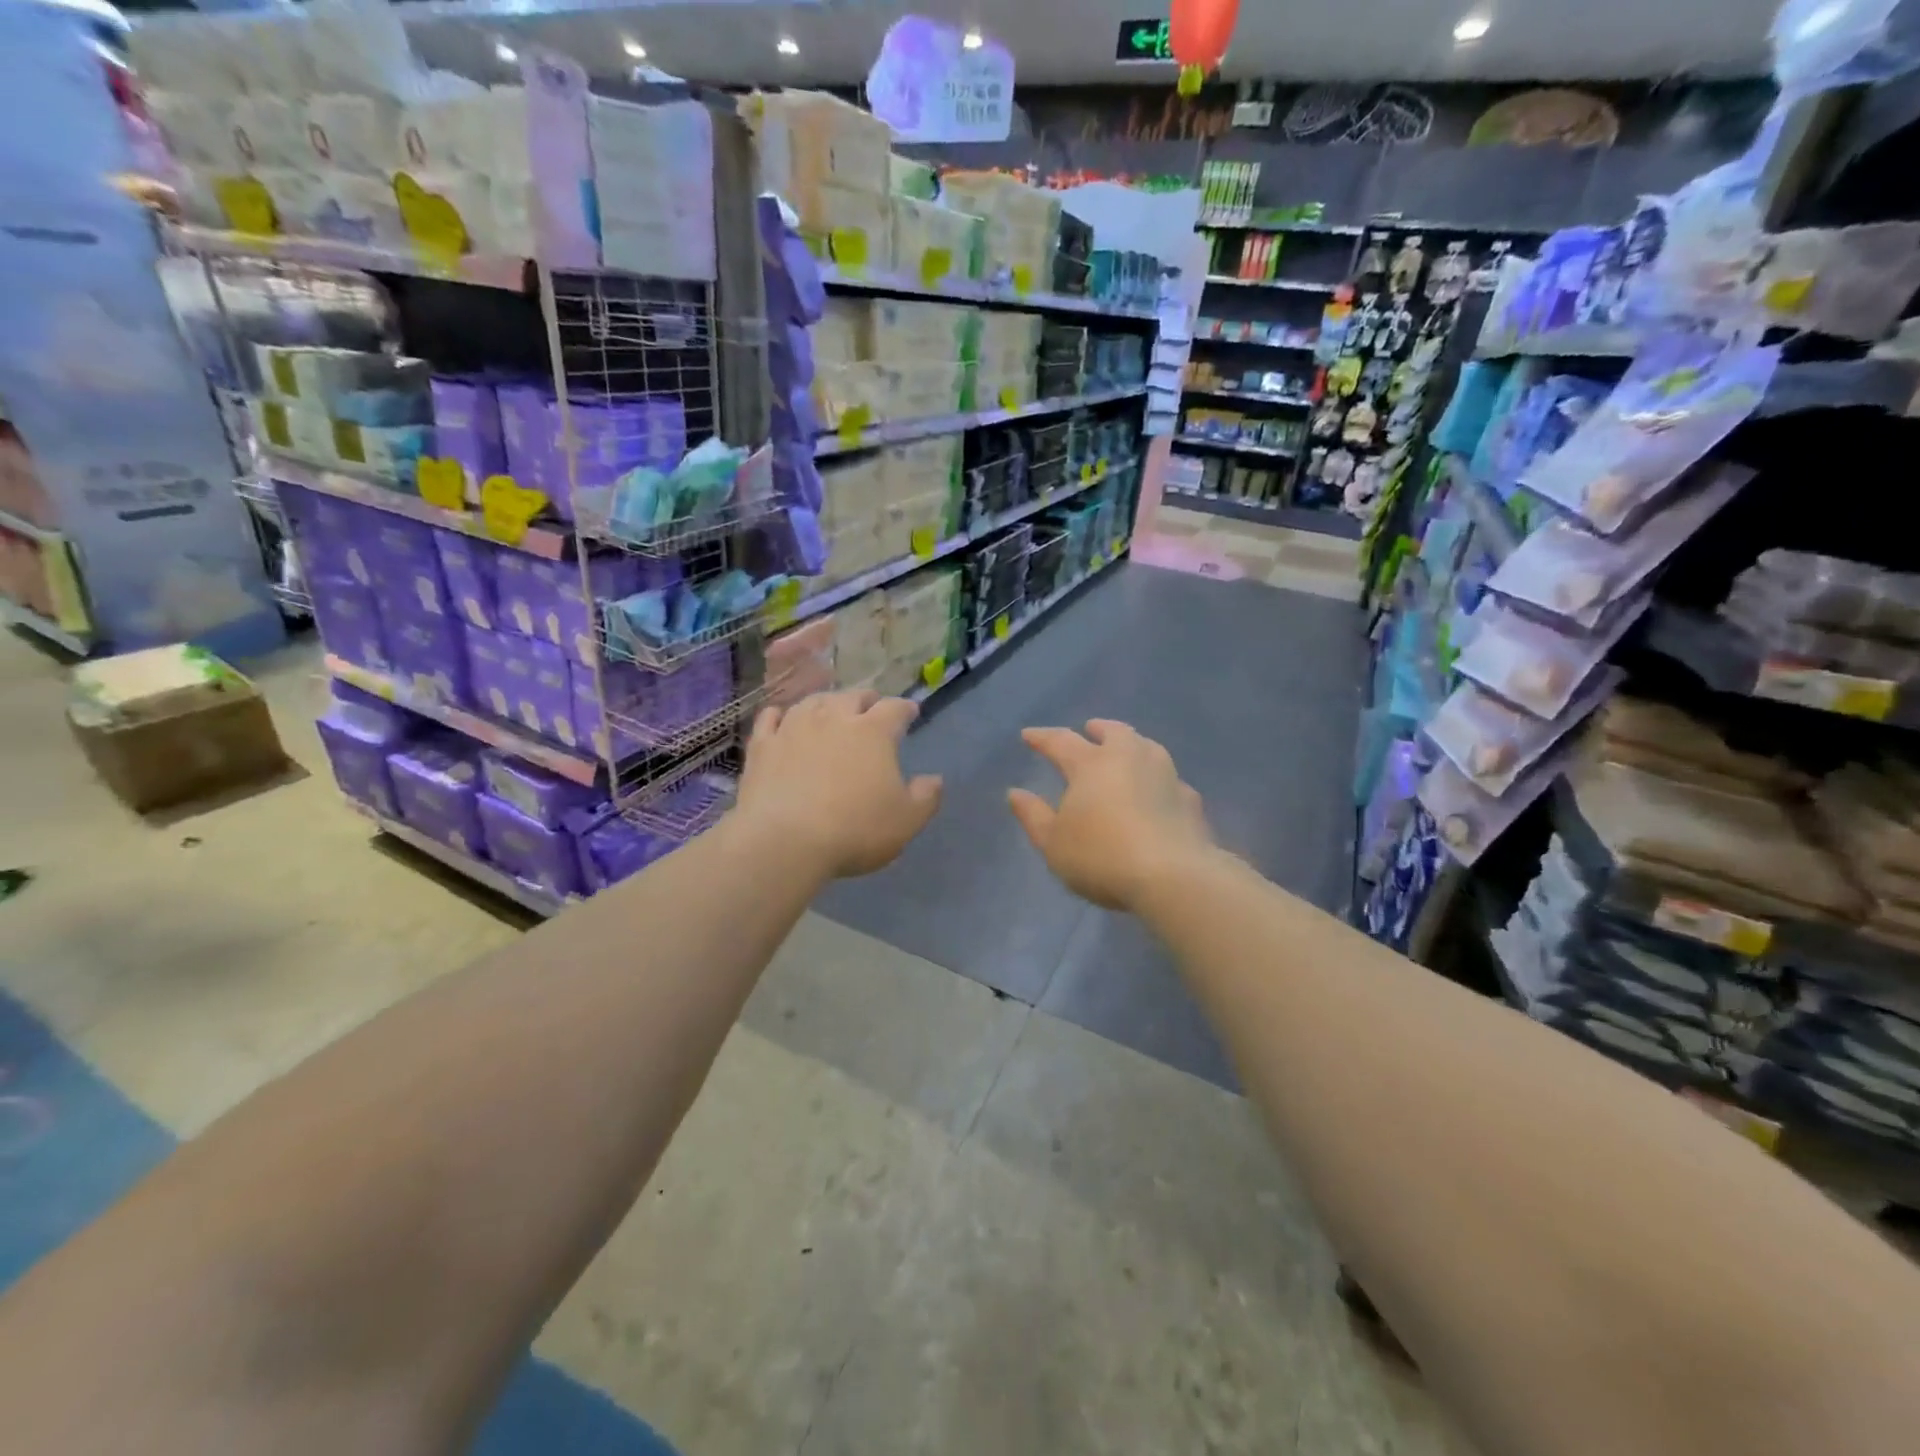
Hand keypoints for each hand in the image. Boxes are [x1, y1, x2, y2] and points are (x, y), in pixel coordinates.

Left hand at [735, 690, 942, 878]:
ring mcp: (794, 728)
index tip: (910, 712)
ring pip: (813, 701)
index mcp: (874, 732)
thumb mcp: (906, 821)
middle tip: (871, 708)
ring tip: (830, 710)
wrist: (783, 841)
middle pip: (853, 696)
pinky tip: (782, 718)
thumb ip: (926, 797)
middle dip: (866, 700)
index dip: (905, 709)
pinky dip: (780, 715)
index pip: (895, 708)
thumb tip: (935, 779)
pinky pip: (771, 718)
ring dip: (826, 702)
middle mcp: (834, 718)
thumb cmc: (854, 830)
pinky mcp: (762, 745)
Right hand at [1008, 720, 1215, 911]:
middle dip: (1098, 729)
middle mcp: (1129, 758)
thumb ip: (1033, 816)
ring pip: (1147, 747)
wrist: (1173, 876)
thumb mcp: (1053, 843)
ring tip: (1126, 752)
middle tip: (1090, 729)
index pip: (1061, 741)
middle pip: (1113, 732)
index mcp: (1090, 764)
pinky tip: (1158, 791)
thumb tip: (1015, 793)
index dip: (1042, 738)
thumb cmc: (1101, 857)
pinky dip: (1158, 779)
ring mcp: (1165, 775)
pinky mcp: (1190, 798)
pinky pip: (1170, 779)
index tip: (1028, 735)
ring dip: (1132, 745)